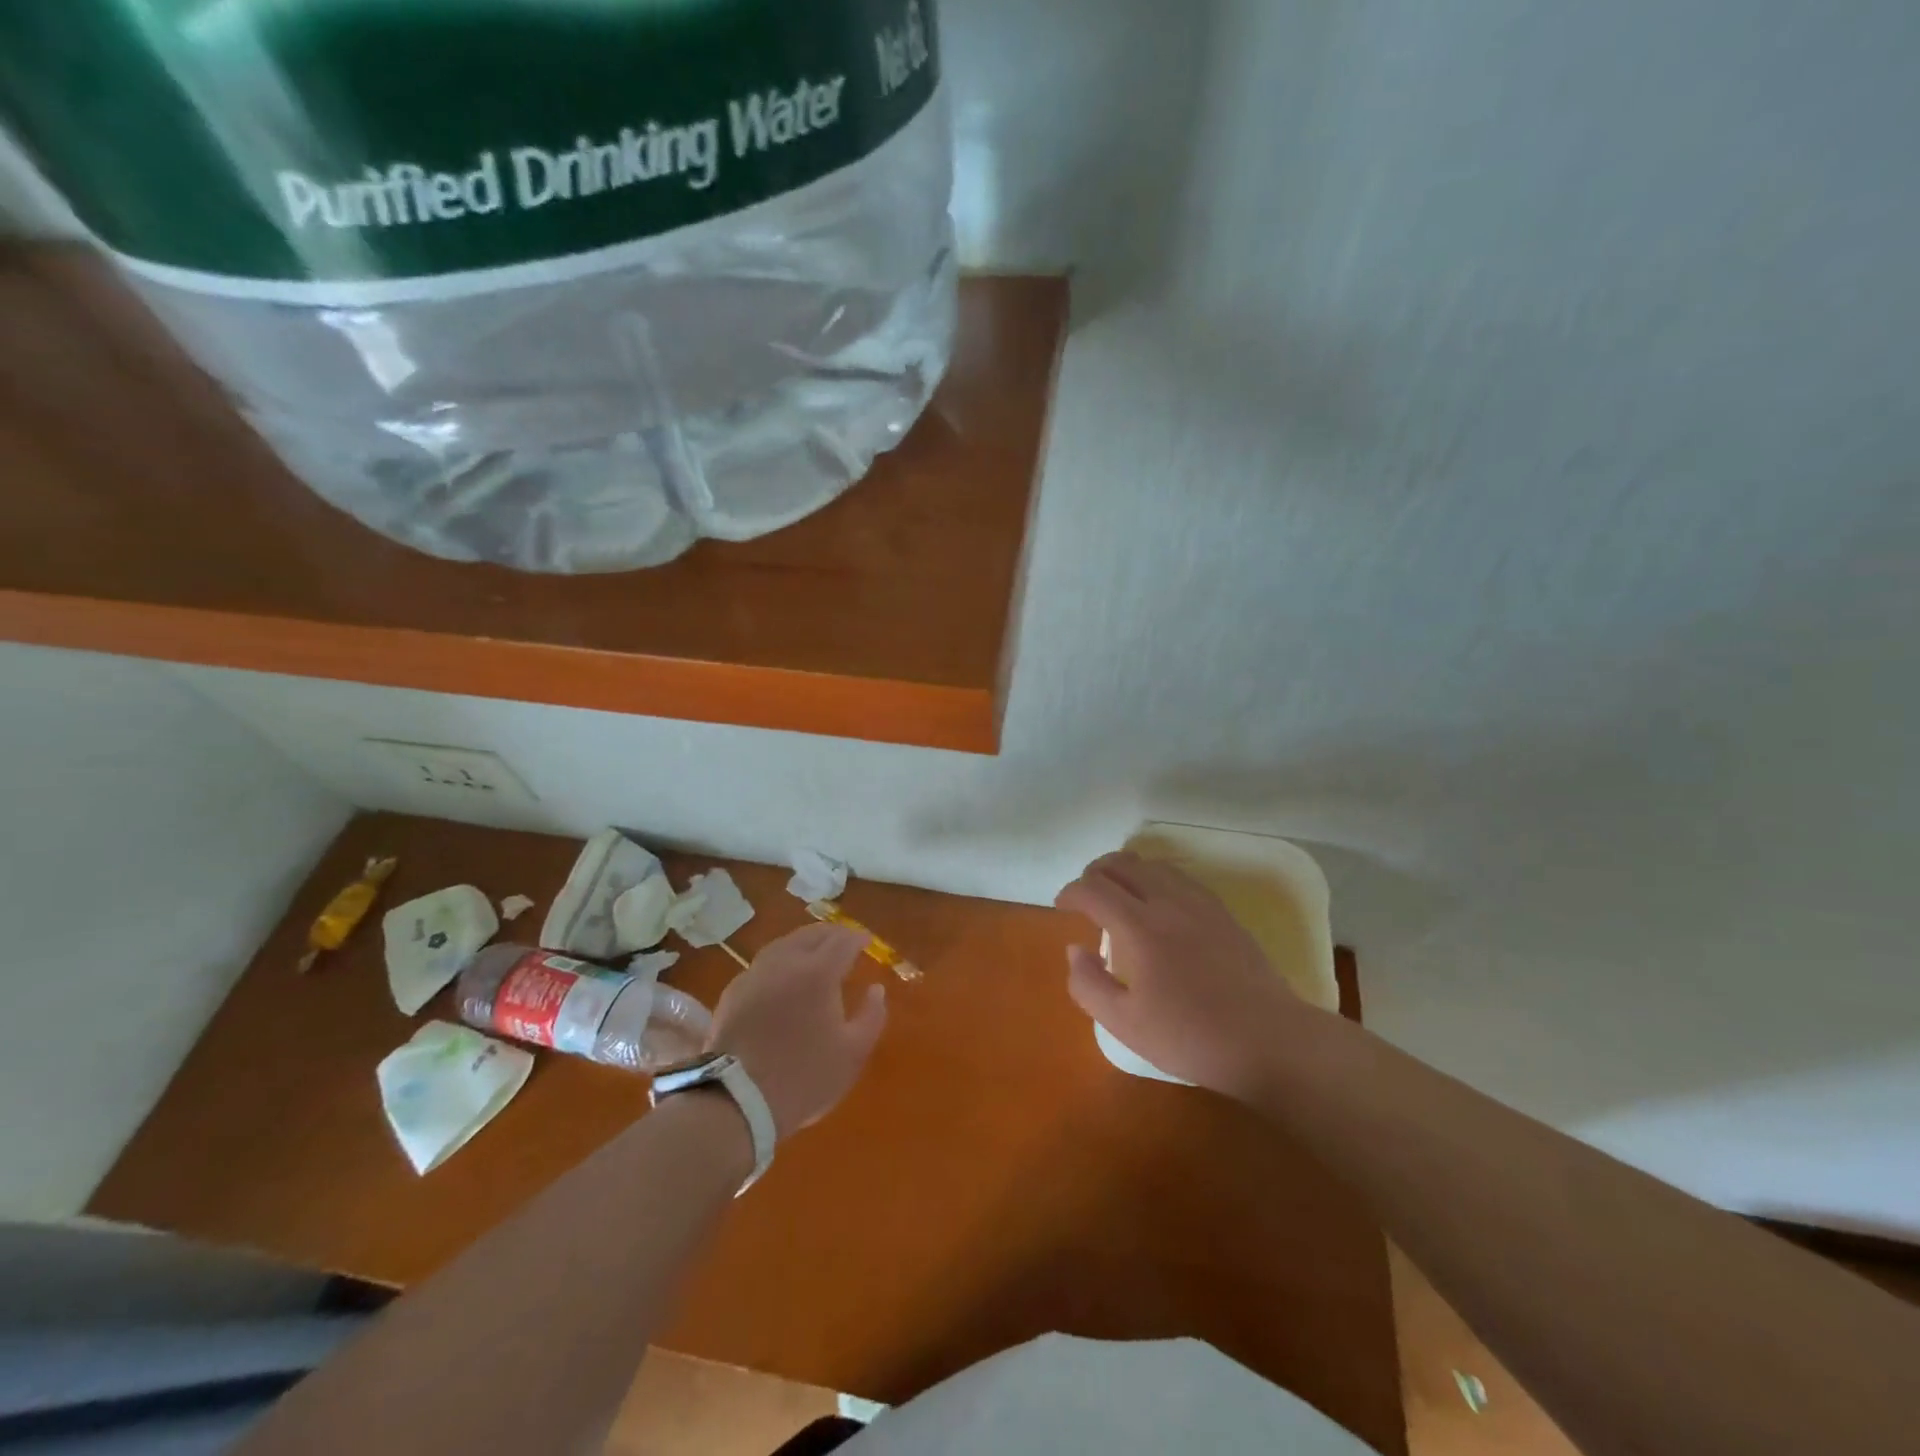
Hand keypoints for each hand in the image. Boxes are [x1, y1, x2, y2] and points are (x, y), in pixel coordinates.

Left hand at [707, 924, 887, 1138]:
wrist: (737, 1100)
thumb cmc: (804, 1076)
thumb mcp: (852, 1053)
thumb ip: (871, 1016)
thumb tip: (876, 989)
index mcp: (819, 973)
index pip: (842, 941)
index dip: (857, 938)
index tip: (866, 940)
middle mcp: (786, 963)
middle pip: (811, 934)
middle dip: (832, 934)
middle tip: (844, 940)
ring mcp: (756, 974)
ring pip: (784, 944)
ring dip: (804, 942)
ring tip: (814, 952)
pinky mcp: (734, 992)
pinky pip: (763, 963)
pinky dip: (780, 960)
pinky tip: (782, 976)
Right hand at [1055, 852, 1319, 1100]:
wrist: (1268, 1041)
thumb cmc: (1191, 1037)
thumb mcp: (1124, 1024)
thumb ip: (1088, 984)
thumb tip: (1075, 950)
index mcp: (1139, 926)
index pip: (1093, 888)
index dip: (1071, 892)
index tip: (1062, 907)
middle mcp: (1167, 902)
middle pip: (1122, 863)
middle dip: (1095, 873)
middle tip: (1085, 897)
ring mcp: (1199, 903)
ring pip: (1153, 865)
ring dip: (1126, 872)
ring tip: (1118, 896)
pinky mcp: (1222, 912)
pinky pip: (1180, 877)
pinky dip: (1156, 879)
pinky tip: (1159, 904)